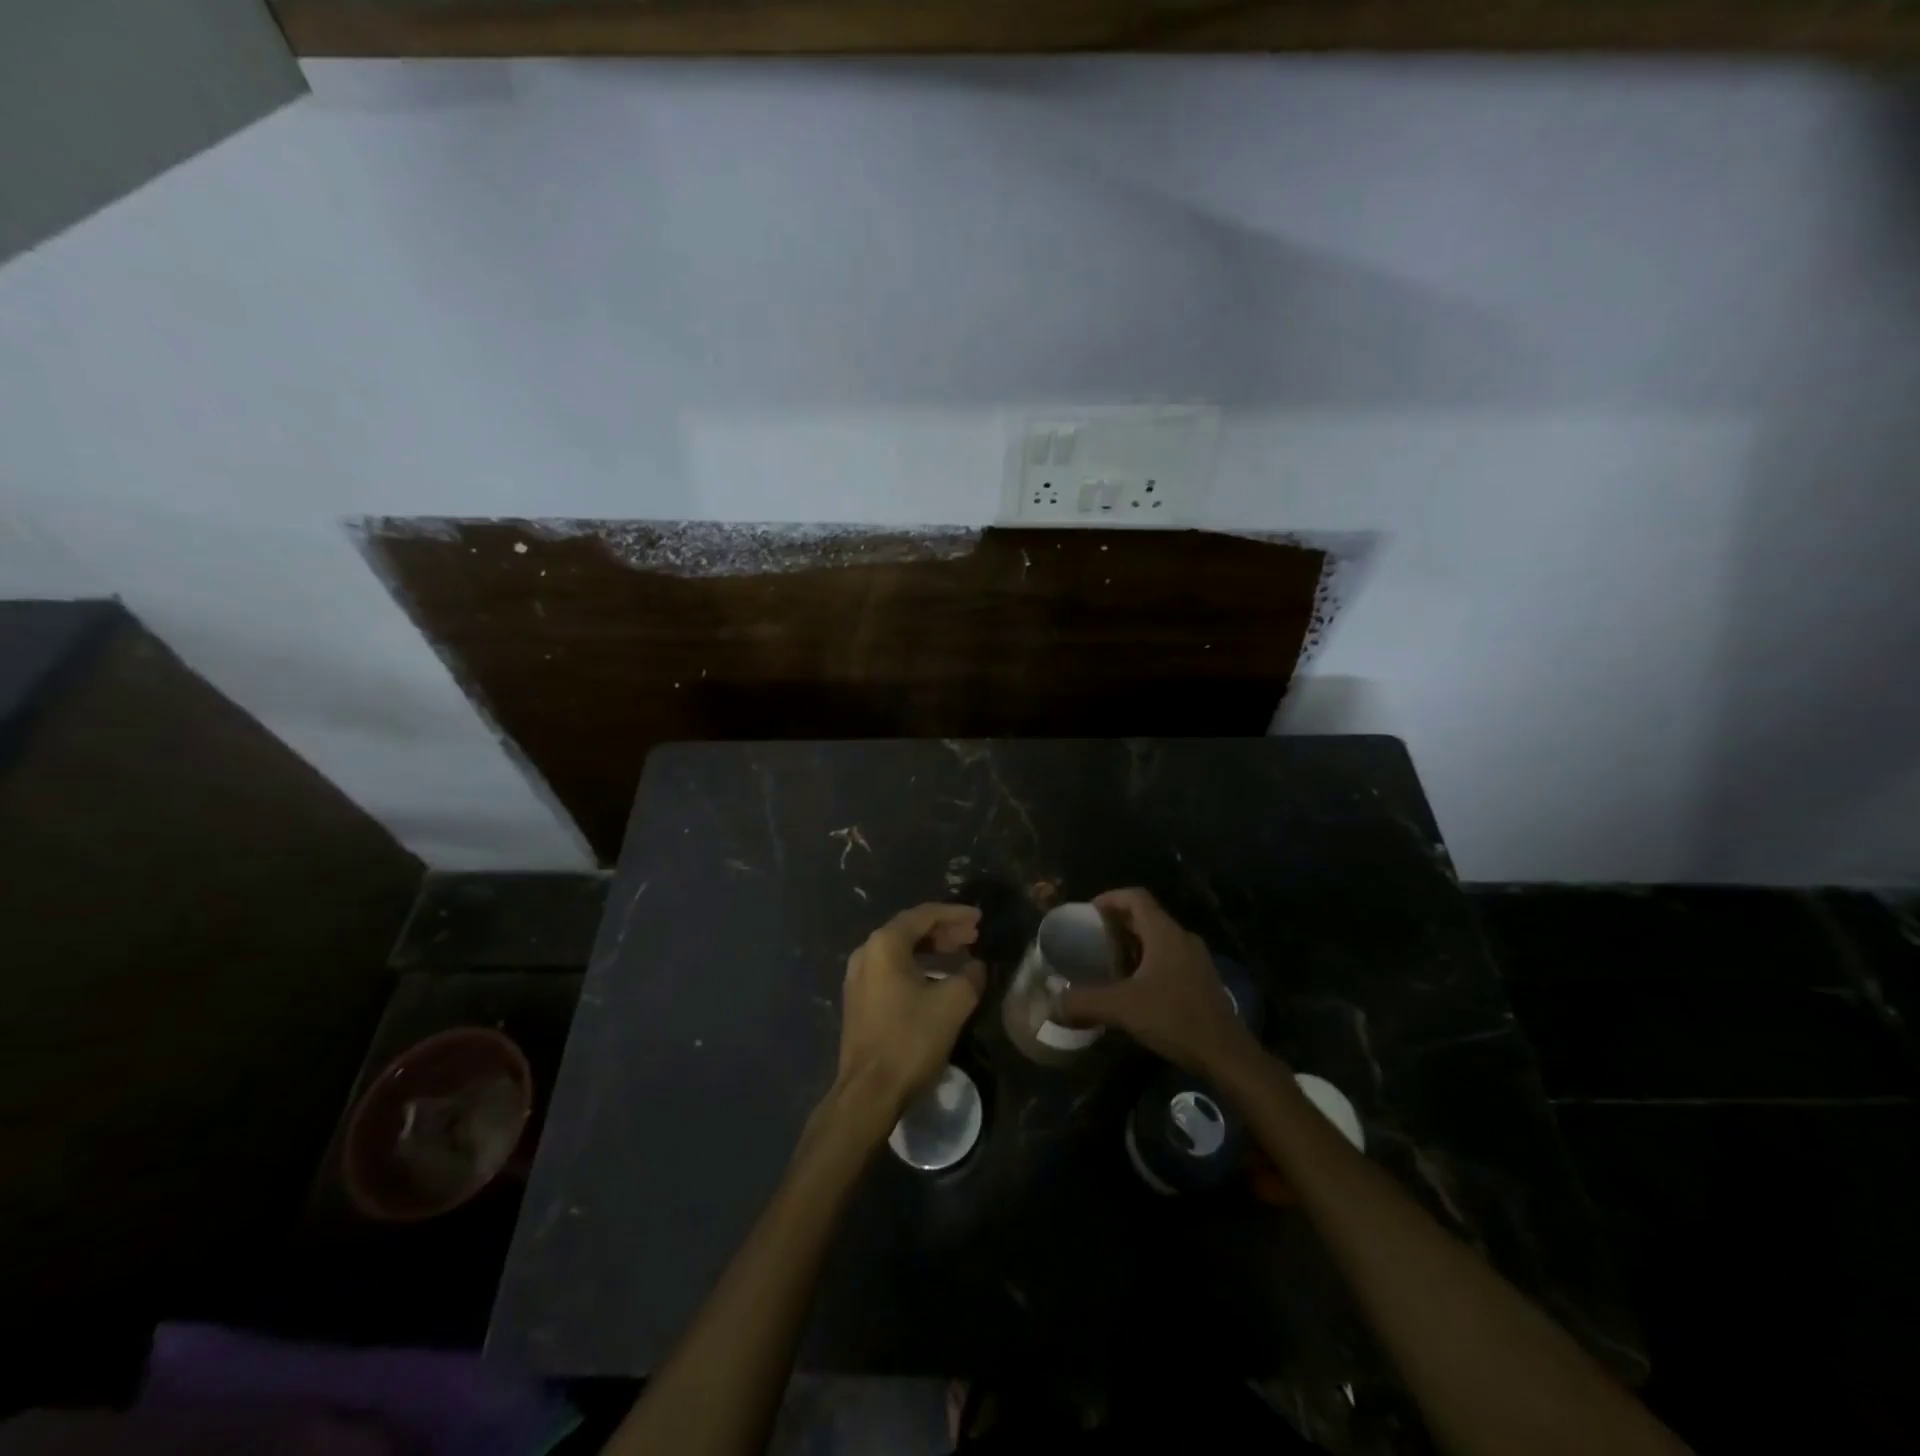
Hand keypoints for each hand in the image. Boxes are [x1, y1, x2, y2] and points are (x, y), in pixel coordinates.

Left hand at [834, 903, 985, 1122]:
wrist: (868, 1092)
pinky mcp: (859, 1000)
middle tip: (973, 935)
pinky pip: (892, 970)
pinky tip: (938, 979)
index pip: (924, 915)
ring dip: (932, 949)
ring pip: (901, 951)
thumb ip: (970, 975)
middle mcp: (866, 953)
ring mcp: (858, 977)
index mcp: (885, 944)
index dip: (955, 914)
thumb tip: (976, 966)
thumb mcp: (952, 1003)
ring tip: (961, 954)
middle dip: (944, 930)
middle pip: (910, 930)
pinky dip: (917, 966)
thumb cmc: (910, 1039)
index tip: (979, 918)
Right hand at [1055, 888, 1262, 1078]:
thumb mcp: (1122, 1008)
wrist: (1227, 1055)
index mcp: (1165, 933)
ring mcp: (1196, 959)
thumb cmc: (1175, 1019)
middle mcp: (1182, 938)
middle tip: (1091, 939)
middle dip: (1117, 924)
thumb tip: (1050, 1005)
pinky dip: (1147, 962)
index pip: (1135, 897)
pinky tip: (1134, 988)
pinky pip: (1169, 958)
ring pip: (1158, 939)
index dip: (1109, 899)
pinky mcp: (1202, 980)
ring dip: (1132, 945)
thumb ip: (1084, 1002)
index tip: (1086, 913)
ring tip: (1107, 963)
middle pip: (1146, 916)